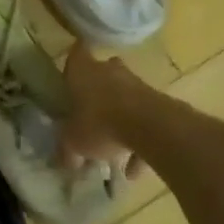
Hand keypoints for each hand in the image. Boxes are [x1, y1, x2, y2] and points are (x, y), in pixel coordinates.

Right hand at [60, 46, 152, 177]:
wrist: (150, 126)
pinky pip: (143, 121)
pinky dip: (138, 142)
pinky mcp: (158, 102)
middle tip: (89, 113)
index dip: (73, 62)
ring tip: (112, 151)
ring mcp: (136, 84)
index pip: (75, 53)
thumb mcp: (73, 140)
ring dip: (119, 118)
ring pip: (124, 98)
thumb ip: (67, 148)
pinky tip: (133, 170)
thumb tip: (65, 159)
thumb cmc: (100, 122)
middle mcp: (109, 70)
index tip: (70, 75)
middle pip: (102, 74)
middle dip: (97, 91)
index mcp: (82, 70)